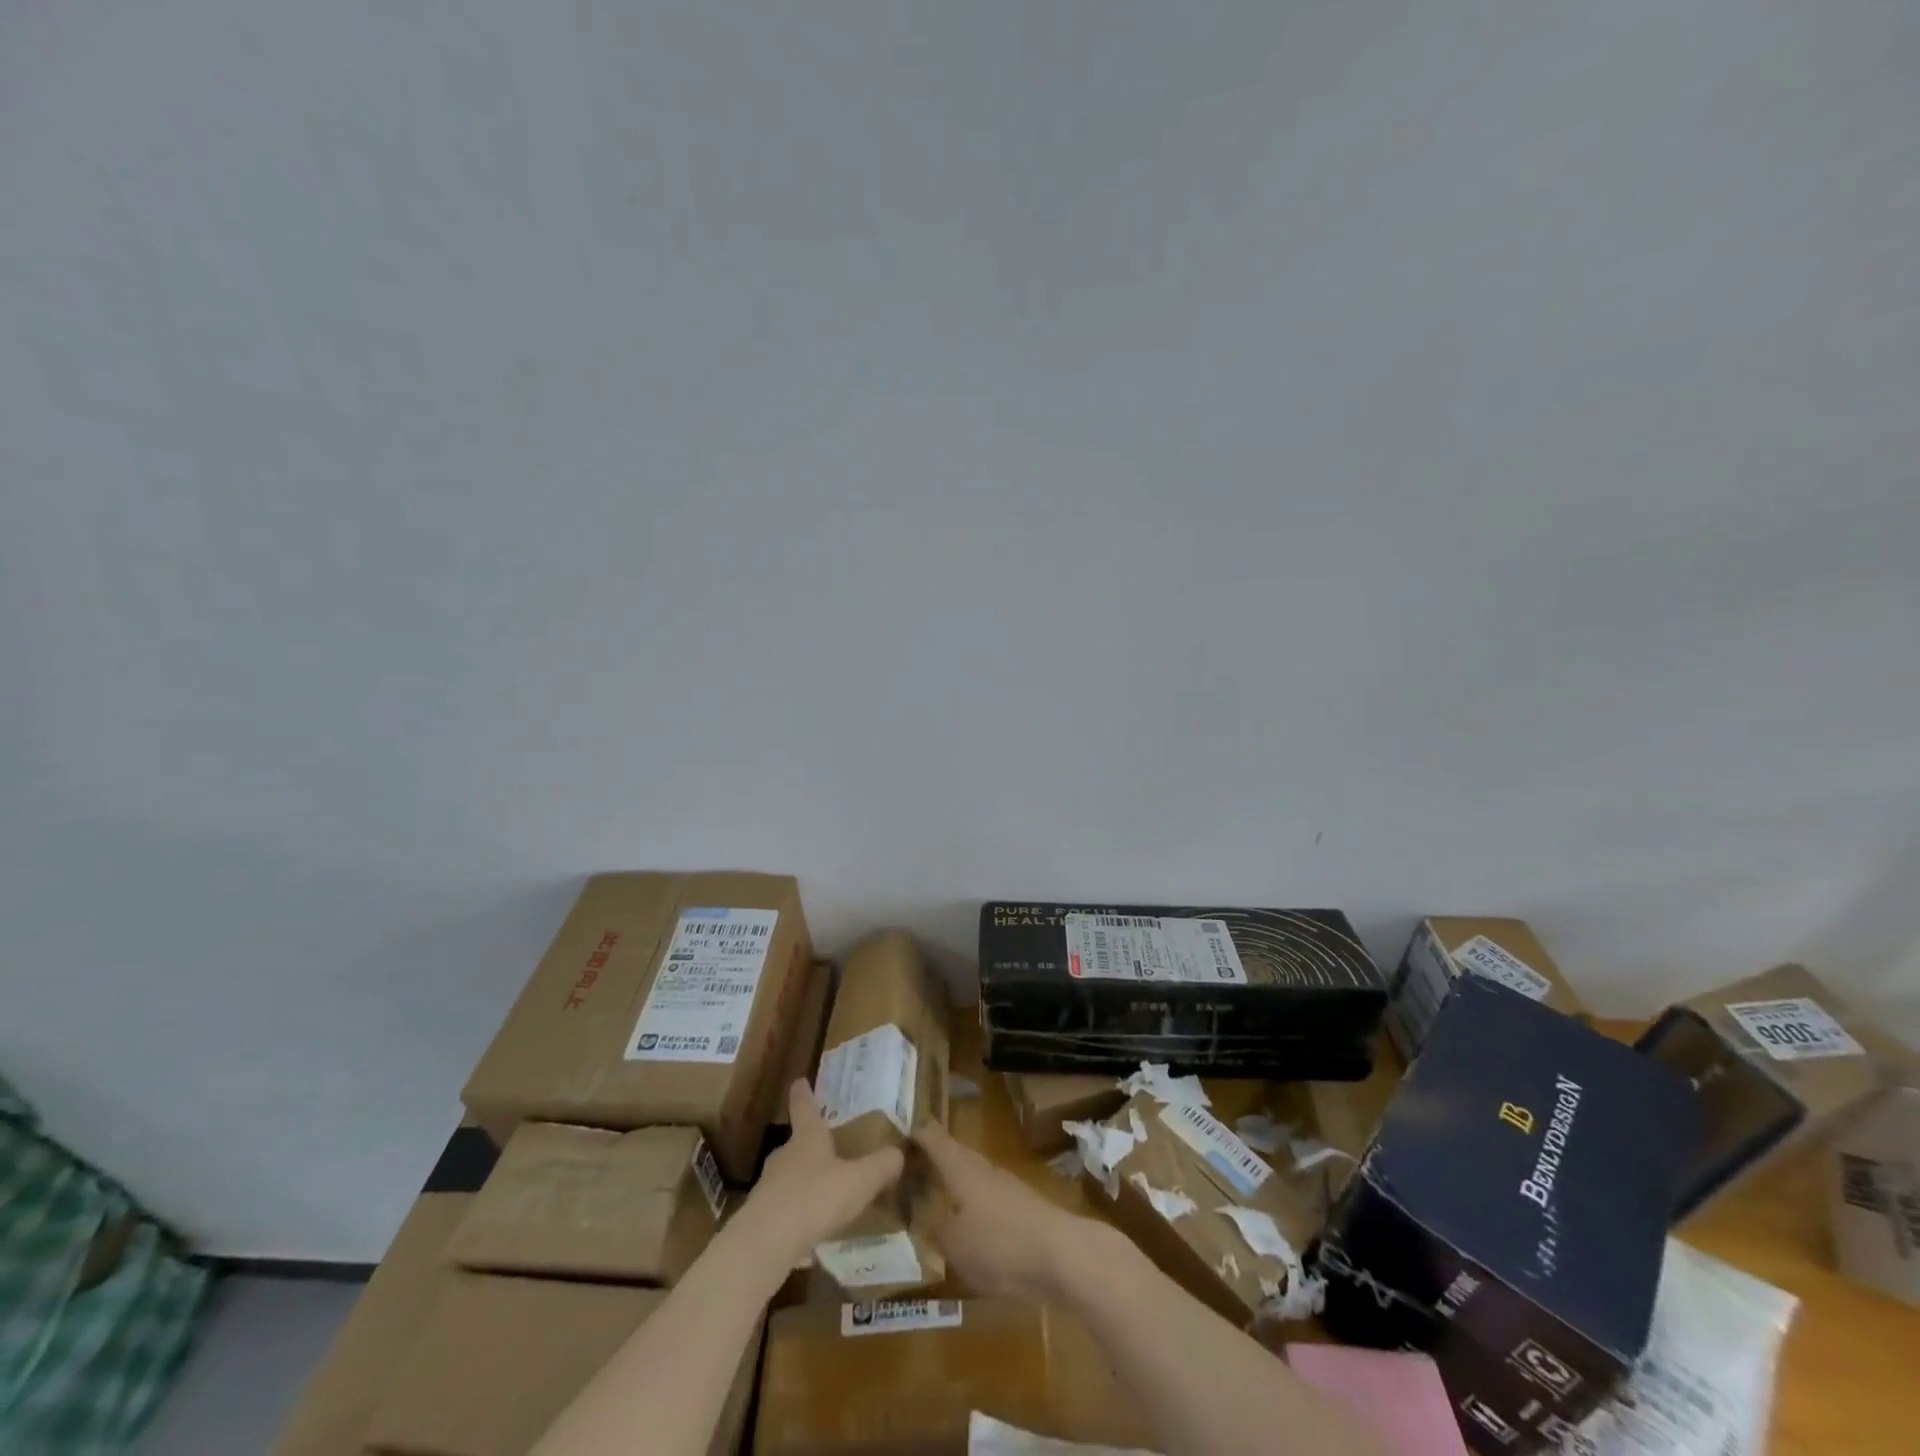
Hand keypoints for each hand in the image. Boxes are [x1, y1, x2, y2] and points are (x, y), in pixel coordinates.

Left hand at [735, 1080, 904, 1266]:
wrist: (766, 1243)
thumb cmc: (815, 1198)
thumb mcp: (859, 1181)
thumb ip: (881, 1166)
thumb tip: (899, 1153)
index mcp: (807, 1138)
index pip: (804, 1106)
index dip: (803, 1092)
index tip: (800, 1081)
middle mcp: (785, 1155)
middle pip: (795, 1143)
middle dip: (809, 1144)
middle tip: (825, 1148)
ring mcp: (768, 1186)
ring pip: (788, 1177)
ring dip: (802, 1181)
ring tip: (822, 1194)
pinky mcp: (760, 1217)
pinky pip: (782, 1209)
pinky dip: (795, 1214)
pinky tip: (809, 1232)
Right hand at [915, 1121, 1102, 1300]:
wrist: (1061, 1254)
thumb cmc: (999, 1244)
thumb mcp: (953, 1244)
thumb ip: (934, 1227)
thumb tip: (922, 1214)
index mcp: (959, 1165)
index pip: (930, 1135)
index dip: (911, 1130)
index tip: (889, 1132)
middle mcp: (980, 1166)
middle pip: (950, 1153)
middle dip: (928, 1159)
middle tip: (902, 1171)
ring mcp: (1003, 1184)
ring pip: (968, 1174)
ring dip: (949, 1181)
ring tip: (927, 1199)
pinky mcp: (1019, 1205)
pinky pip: (984, 1196)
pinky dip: (968, 1202)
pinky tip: (963, 1225)